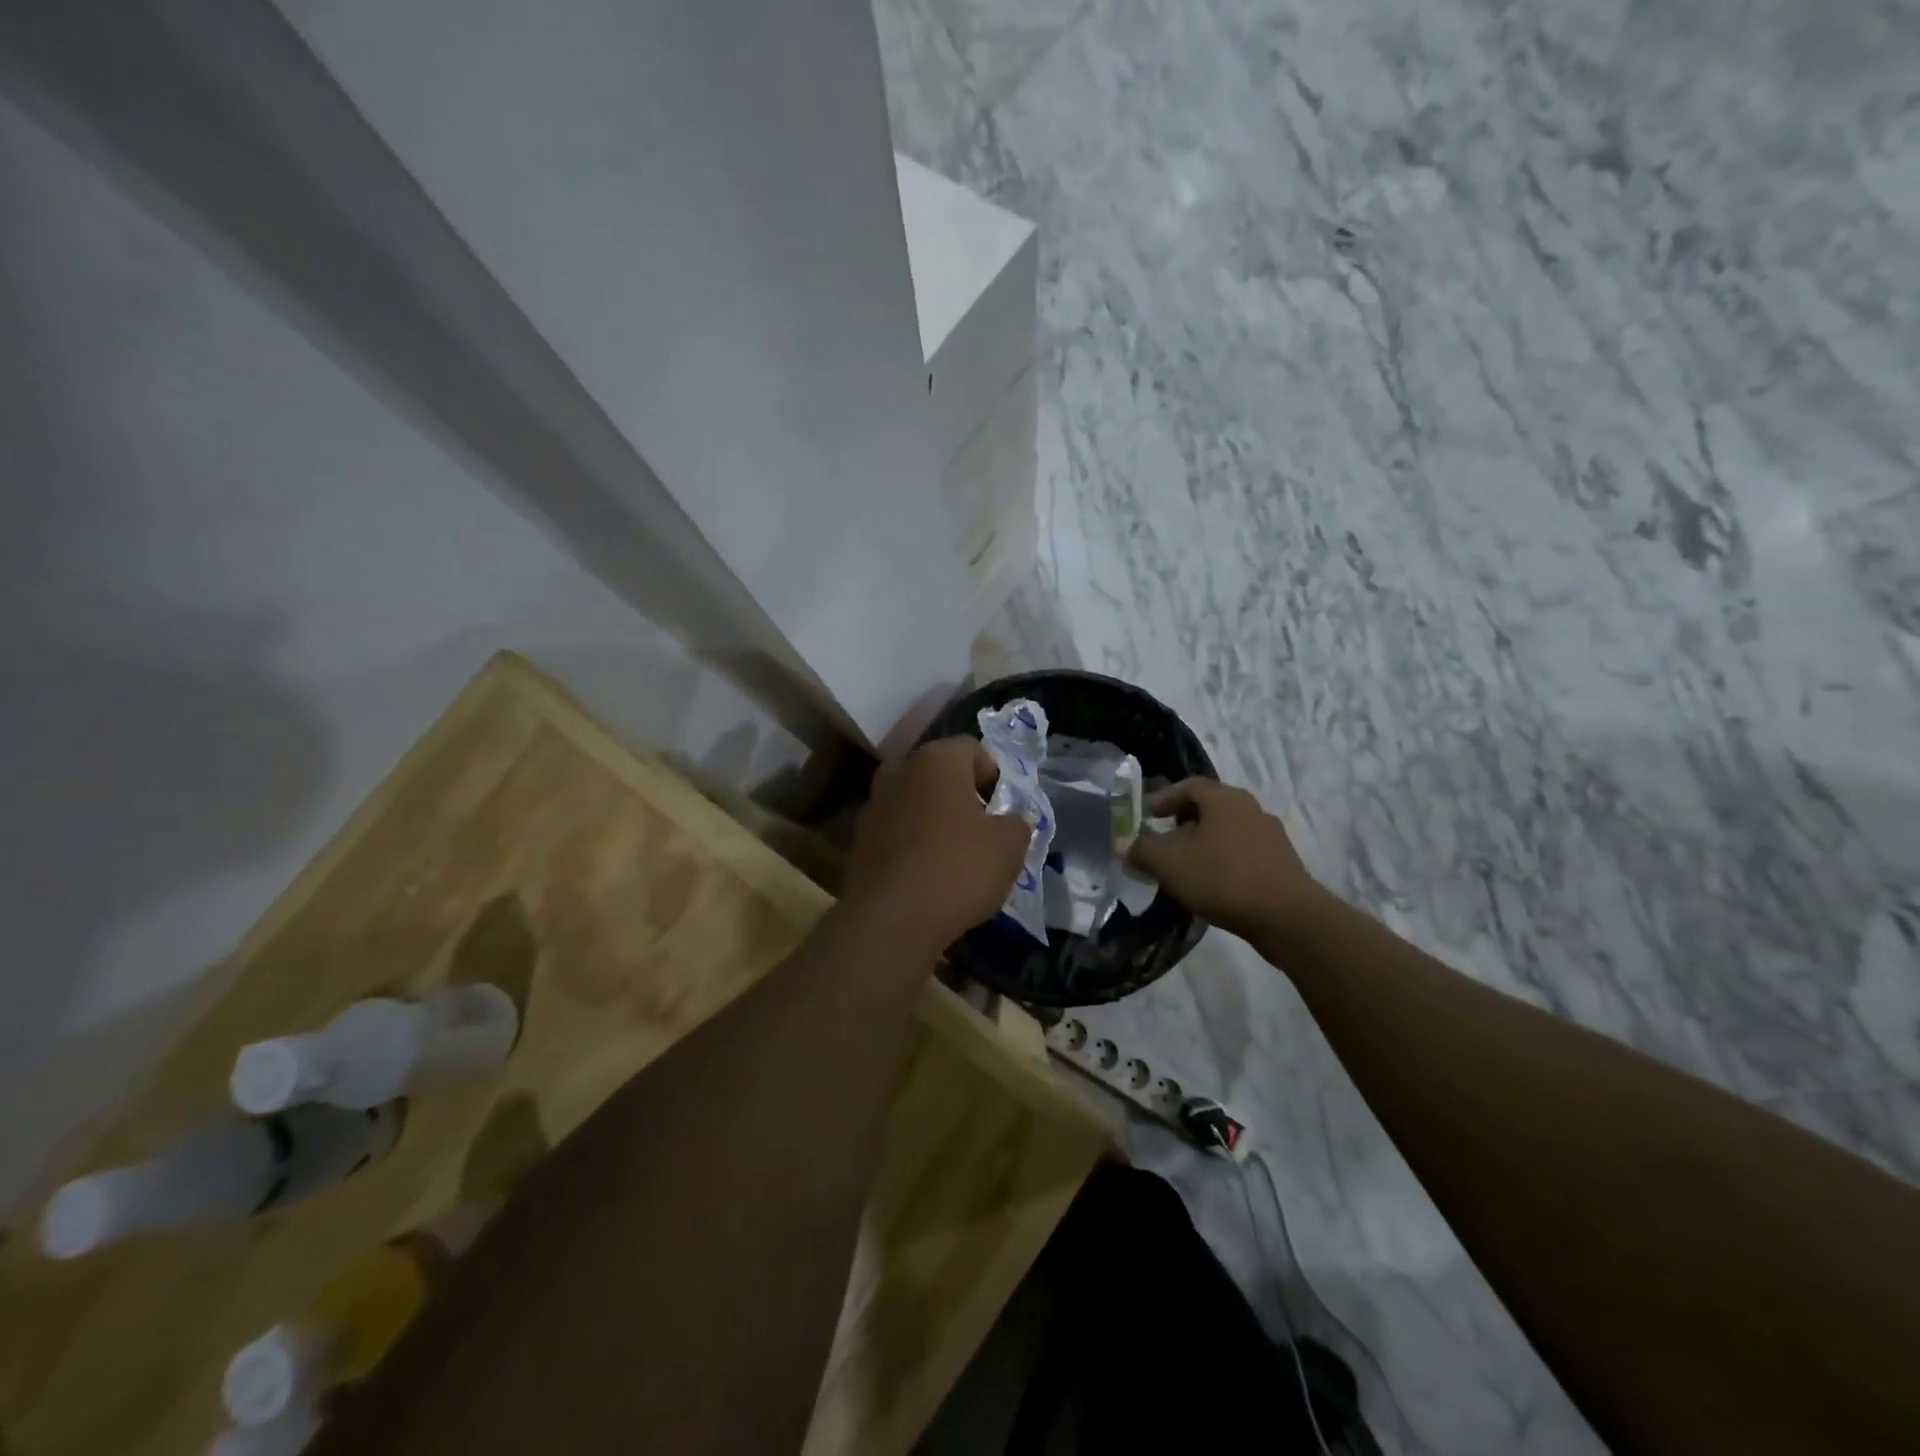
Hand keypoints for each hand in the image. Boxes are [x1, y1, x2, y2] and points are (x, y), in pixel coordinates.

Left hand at [842, 737, 1031, 951]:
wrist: (890, 920)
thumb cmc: (958, 870)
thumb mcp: (1009, 848)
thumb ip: (1017, 824)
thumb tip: (1012, 820)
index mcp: (936, 760)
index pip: (972, 749)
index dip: (994, 776)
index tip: (1003, 810)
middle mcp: (899, 770)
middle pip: (940, 773)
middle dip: (962, 795)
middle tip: (982, 830)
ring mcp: (873, 804)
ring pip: (915, 801)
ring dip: (935, 818)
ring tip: (955, 856)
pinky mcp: (858, 839)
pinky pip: (896, 829)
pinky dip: (913, 842)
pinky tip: (927, 874)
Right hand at [1127, 778, 1323, 940]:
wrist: (1288, 917)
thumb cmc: (1223, 878)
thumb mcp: (1169, 864)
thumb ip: (1142, 851)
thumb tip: (1127, 847)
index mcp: (1224, 798)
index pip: (1189, 785)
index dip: (1164, 798)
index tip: (1146, 817)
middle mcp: (1250, 808)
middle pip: (1209, 807)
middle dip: (1181, 822)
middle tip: (1162, 842)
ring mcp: (1270, 835)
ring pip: (1226, 831)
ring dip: (1203, 843)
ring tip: (1185, 867)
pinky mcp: (1282, 863)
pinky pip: (1242, 852)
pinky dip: (1222, 860)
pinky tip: (1212, 885)